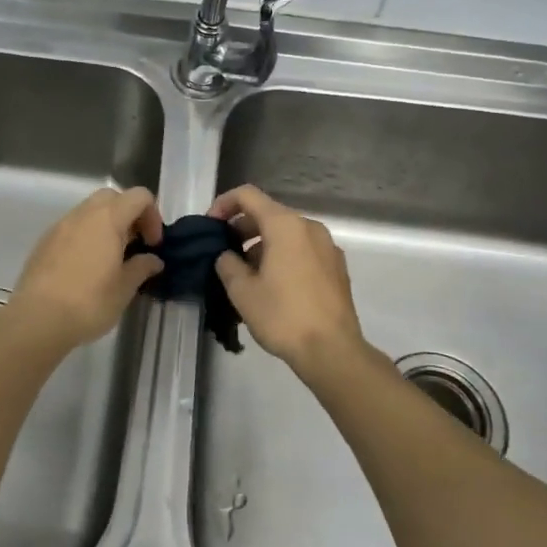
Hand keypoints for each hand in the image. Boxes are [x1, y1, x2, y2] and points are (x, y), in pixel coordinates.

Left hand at [6, 187, 163, 349]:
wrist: (37, 319)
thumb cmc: (89, 303)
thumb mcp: (124, 289)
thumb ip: (141, 267)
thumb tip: (153, 260)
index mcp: (108, 219)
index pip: (139, 196)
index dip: (152, 216)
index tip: (152, 244)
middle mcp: (83, 214)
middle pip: (112, 197)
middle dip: (129, 215)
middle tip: (134, 245)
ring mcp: (60, 225)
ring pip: (90, 210)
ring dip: (106, 225)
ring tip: (111, 258)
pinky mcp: (45, 241)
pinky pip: (72, 226)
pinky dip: (86, 235)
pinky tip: (86, 266)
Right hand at [210, 185, 370, 374]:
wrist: (332, 350)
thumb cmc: (283, 315)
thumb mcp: (242, 291)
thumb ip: (227, 264)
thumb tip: (227, 256)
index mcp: (285, 225)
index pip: (247, 195)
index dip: (223, 204)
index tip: (210, 226)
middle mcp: (309, 227)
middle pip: (269, 214)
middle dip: (242, 228)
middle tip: (223, 252)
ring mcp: (327, 247)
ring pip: (287, 234)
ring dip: (262, 245)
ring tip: (245, 274)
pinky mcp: (337, 267)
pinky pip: (302, 250)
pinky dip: (283, 256)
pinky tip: (272, 285)